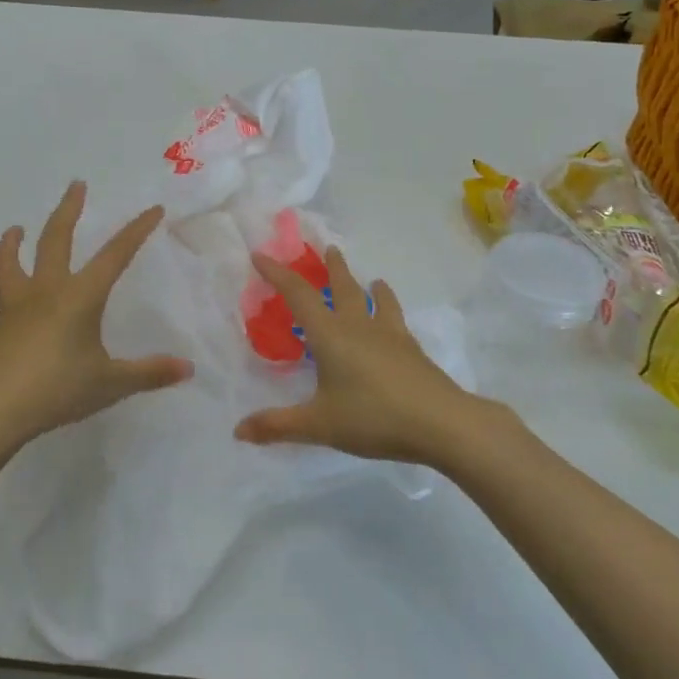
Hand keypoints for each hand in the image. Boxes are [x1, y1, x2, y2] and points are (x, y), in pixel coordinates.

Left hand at [0, 181, 192, 450]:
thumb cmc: (58, 389)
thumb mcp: (112, 383)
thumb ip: (149, 373)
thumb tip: (188, 368)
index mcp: (80, 297)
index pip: (115, 255)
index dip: (136, 231)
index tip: (152, 209)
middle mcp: (45, 292)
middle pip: (55, 240)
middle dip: (68, 211)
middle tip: (75, 185)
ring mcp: (12, 309)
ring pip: (8, 264)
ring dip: (11, 244)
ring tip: (14, 230)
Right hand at [237, 247, 519, 469]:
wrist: (441, 422)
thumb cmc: (373, 418)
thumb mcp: (319, 425)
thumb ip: (278, 425)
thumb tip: (238, 431)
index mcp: (330, 336)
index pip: (298, 295)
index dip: (277, 274)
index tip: (260, 255)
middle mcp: (359, 326)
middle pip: (342, 287)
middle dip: (331, 267)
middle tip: (328, 248)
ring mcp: (390, 335)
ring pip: (375, 300)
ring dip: (368, 285)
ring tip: (371, 279)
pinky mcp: (411, 350)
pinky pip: (397, 320)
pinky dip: (391, 309)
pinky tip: (395, 320)